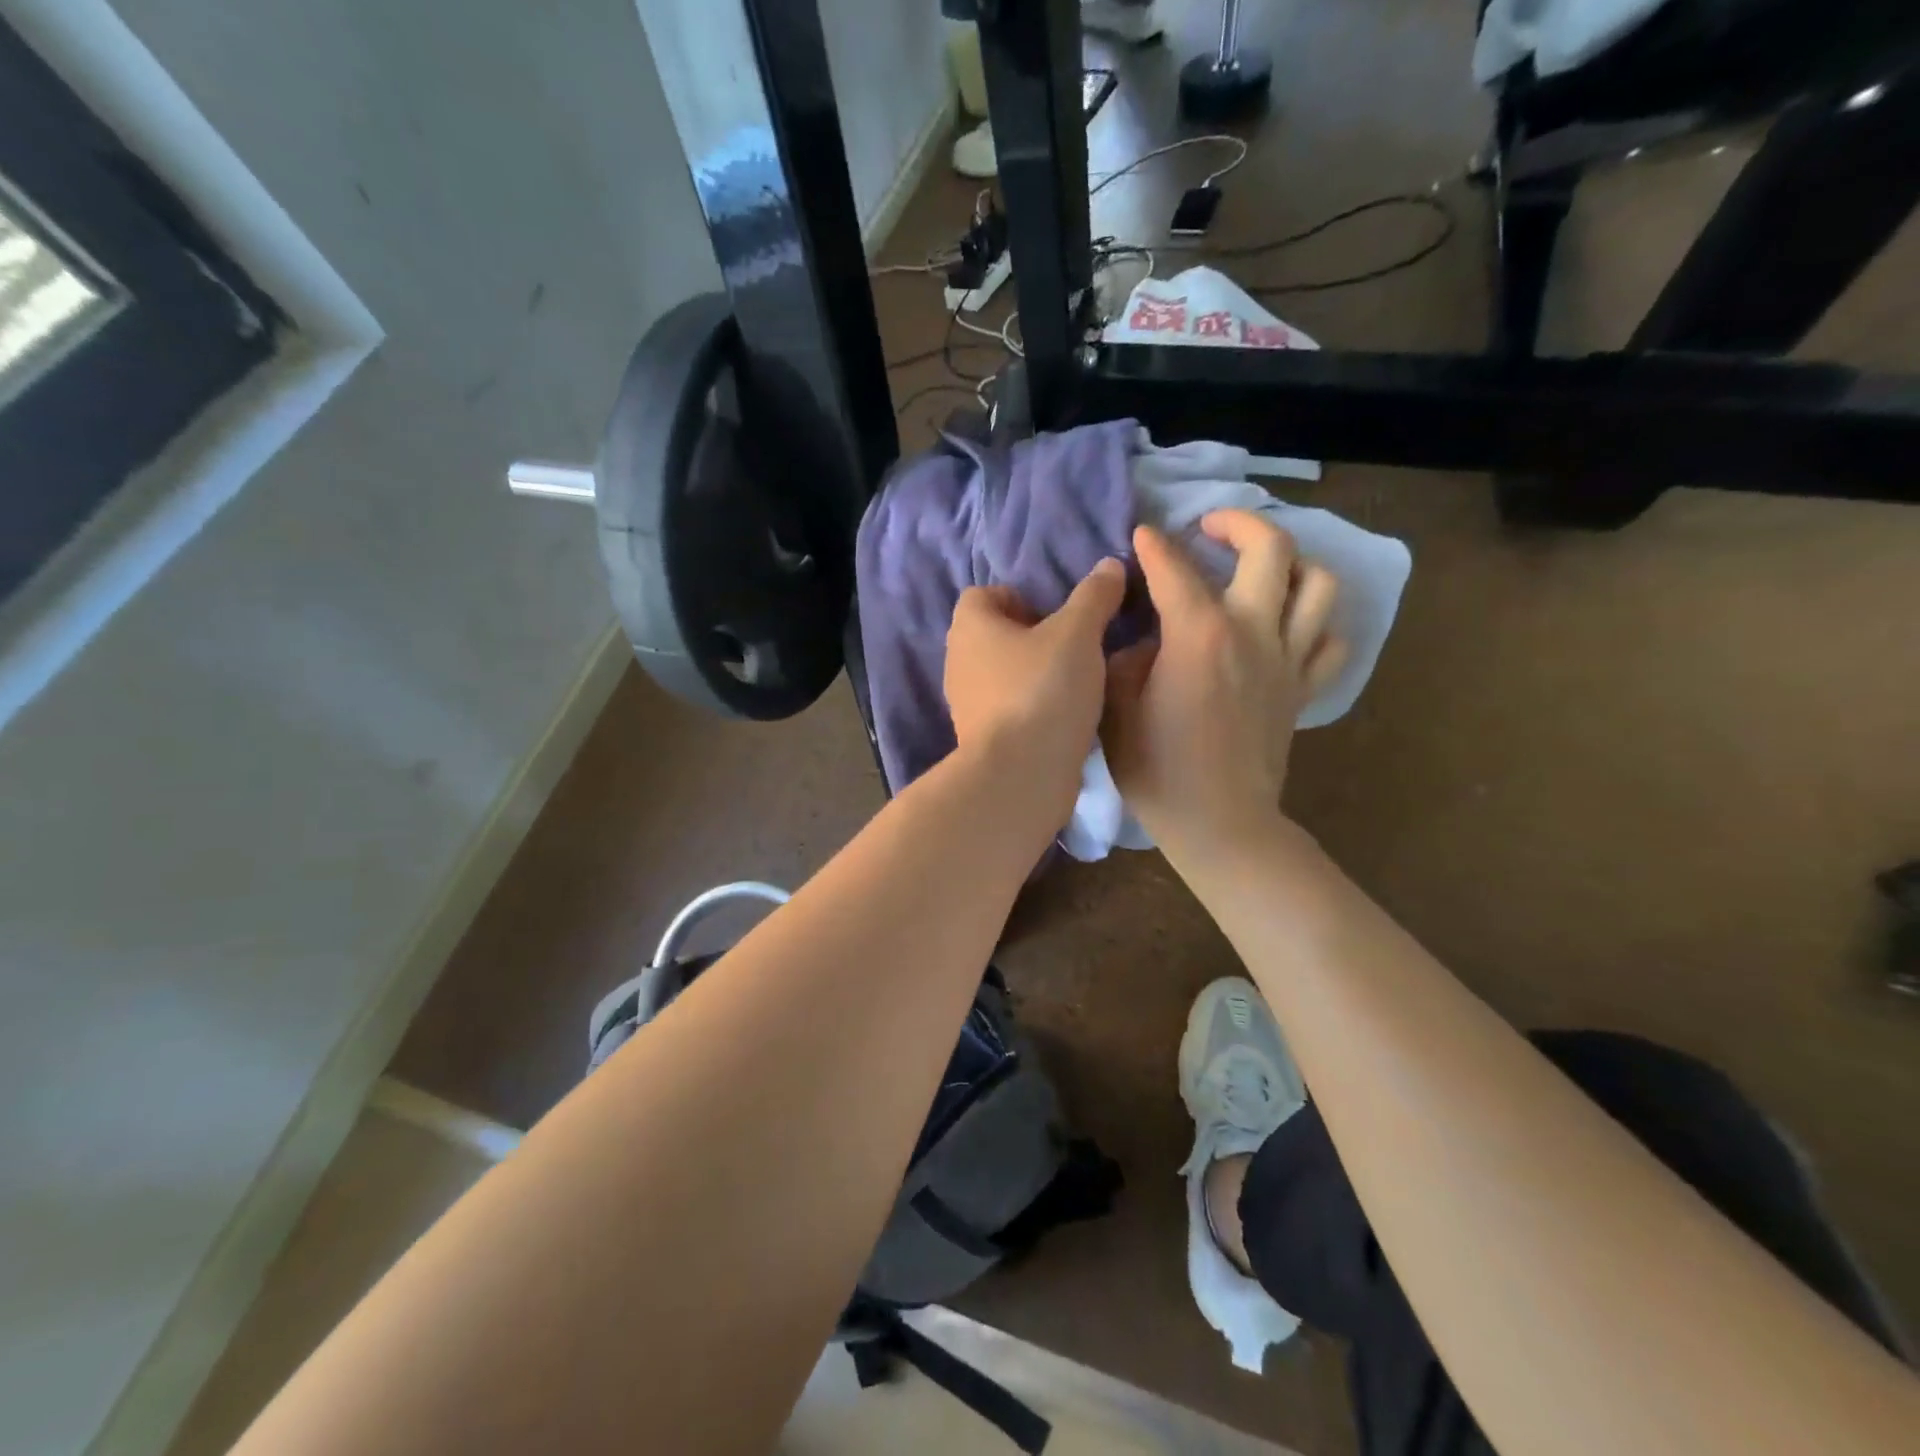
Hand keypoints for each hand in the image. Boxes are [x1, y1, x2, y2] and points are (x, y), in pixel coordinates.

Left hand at [945, 559, 1126, 824]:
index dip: (1019, 597)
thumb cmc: (1044, 689)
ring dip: (1032, 675)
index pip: (982, 595)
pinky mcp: (980, 741)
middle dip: (1030, 638)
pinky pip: (1007, 711)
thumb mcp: (1078, 634)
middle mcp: (958, 662)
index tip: (1054, 616)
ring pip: (1001, 676)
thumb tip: (1109, 565)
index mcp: (970, 627)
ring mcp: (965, 705)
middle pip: (993, 636)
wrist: (1021, 774)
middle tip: (1070, 648)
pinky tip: (1063, 720)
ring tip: (1073, 685)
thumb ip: (1094, 597)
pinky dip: (1031, 709)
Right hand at [1102, 510, 1345, 860]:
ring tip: (1260, 569)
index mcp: (1199, 633)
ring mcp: (1287, 660)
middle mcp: (1252, 631)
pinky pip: (1330, 641)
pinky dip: (1314, 624)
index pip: (1174, 567)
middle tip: (1209, 528)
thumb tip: (1139, 636)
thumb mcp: (1114, 707)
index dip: (1153, 545)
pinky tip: (1287, 628)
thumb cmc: (1157, 769)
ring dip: (1291, 563)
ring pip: (1317, 584)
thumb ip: (1122, 657)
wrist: (1219, 824)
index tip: (1141, 534)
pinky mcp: (1303, 690)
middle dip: (1238, 523)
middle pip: (1271, 548)